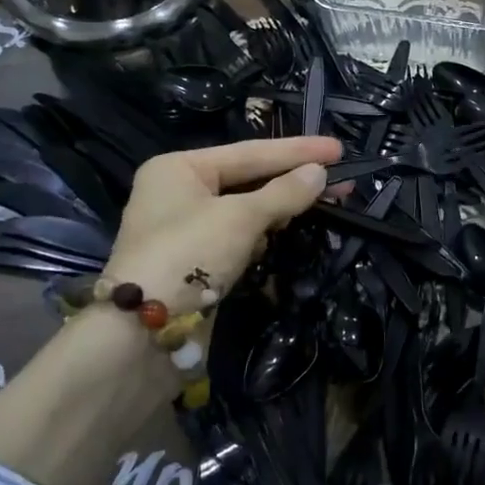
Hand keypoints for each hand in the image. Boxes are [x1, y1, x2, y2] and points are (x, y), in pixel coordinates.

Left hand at [0, 136, 342, 484]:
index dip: (298, 150)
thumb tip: (319, 173)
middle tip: (343, 181)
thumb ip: (283, 193)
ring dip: (280, 209)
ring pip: (245, 210)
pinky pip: (238, 237)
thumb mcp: (241, 218)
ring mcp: (185, 229)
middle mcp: (179, 192)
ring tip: (323, 203)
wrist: (141, 336)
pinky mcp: (194, 262)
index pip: (250, 152)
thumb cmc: (188, 257)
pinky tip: (286, 235)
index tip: (339, 149)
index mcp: (179, 168)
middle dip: (294, 181)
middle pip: (249, 179)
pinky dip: (263, 235)